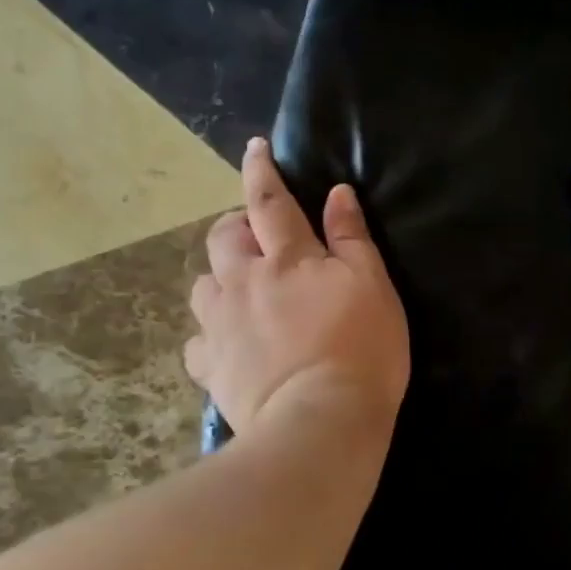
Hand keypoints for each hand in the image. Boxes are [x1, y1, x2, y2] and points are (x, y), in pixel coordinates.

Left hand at [185, 139, 409, 440]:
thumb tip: (336, 193)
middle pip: (223, 239)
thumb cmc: (361, 348)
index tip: (254, 149)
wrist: (321, 420)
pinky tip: (226, 345)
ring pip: (203, 287)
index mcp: (288, 259)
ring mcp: (221, 326)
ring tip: (241, 292)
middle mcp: (244, 282)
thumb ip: (352, 237)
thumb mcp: (373, 286)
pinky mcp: (211, 367)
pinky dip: (209, 336)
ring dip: (219, 279)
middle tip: (256, 237)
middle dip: (234, 226)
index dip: (261, 171)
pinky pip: (197, 342)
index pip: (270, 202)